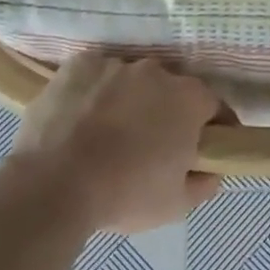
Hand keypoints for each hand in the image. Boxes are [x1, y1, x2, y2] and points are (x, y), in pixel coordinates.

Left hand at [11, 54, 222, 233]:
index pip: (214, 106)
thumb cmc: (125, 193)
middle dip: (168, 112)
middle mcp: (156, 71)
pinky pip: (96, 76)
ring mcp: (115, 64)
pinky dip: (94, 92)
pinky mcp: (79, 65)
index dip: (216, 127)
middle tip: (154, 144)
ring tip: (110, 133)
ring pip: (131, 82)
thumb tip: (211, 170)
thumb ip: (203, 183)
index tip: (209, 146)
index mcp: (188, 99)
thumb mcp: (176, 204)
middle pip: (171, 90)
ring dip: (129, 100)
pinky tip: (81, 119)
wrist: (54, 184)